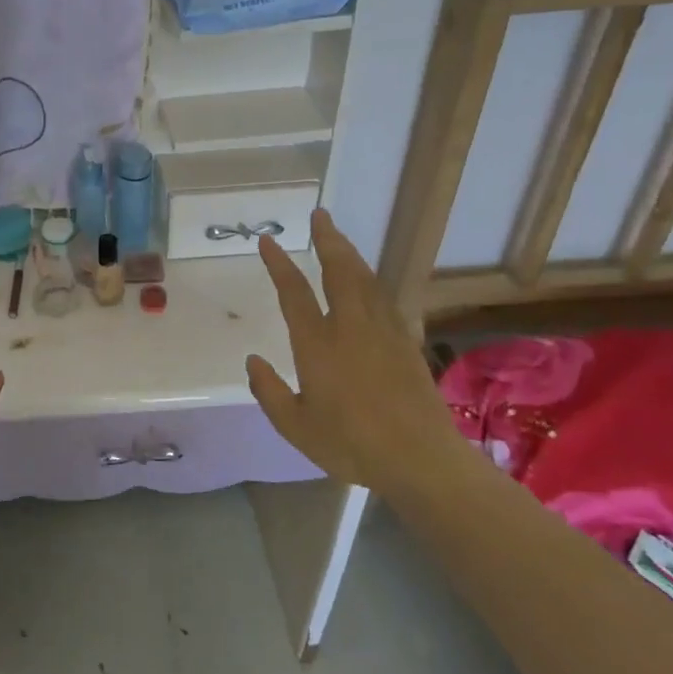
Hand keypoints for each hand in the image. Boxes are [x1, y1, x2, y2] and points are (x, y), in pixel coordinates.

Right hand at [246, 209, 460, 495]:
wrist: (420, 458)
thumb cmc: (351, 444)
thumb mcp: (295, 426)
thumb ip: (269, 391)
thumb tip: (253, 360)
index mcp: (318, 345)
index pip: (294, 293)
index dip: (279, 264)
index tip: (267, 240)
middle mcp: (350, 328)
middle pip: (339, 271)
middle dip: (327, 240)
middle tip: (320, 215)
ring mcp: (383, 332)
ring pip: (365, 280)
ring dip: (350, 254)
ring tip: (338, 238)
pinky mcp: (406, 343)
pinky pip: (385, 299)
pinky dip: (372, 281)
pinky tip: (369, 281)